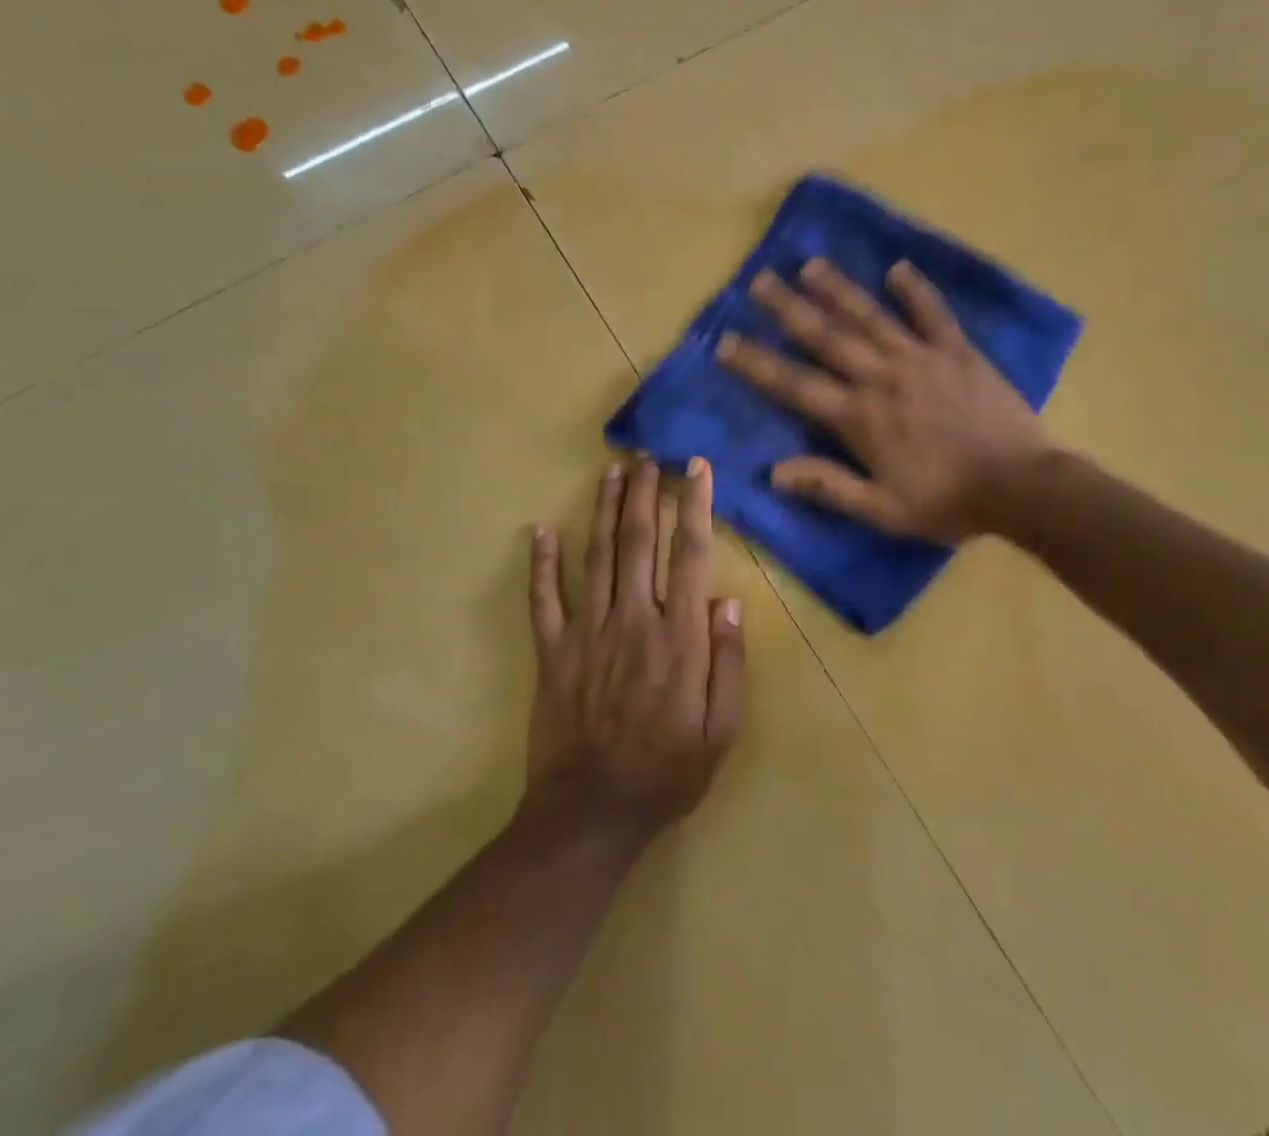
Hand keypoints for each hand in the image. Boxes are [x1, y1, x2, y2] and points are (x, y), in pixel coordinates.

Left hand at [525, 458, 745, 837]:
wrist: (592, 812)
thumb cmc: (667, 772)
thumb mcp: (720, 730)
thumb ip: (728, 662)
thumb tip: (728, 600)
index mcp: (678, 637)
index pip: (689, 555)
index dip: (694, 505)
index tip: (695, 468)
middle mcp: (633, 620)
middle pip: (639, 542)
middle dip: (645, 493)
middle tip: (647, 456)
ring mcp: (588, 632)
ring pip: (597, 557)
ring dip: (604, 510)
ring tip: (611, 472)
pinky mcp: (552, 650)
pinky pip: (544, 599)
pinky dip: (542, 564)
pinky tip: (540, 531)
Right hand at [715, 258, 1059, 542]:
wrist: (1021, 487)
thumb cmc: (947, 502)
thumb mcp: (882, 510)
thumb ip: (828, 487)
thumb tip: (773, 472)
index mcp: (859, 417)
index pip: (795, 385)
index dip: (756, 364)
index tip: (725, 341)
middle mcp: (881, 378)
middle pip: (826, 337)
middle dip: (788, 309)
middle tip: (758, 281)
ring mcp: (921, 359)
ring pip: (870, 317)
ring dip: (838, 289)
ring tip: (810, 265)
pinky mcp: (958, 352)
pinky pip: (933, 314)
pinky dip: (915, 291)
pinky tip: (897, 269)